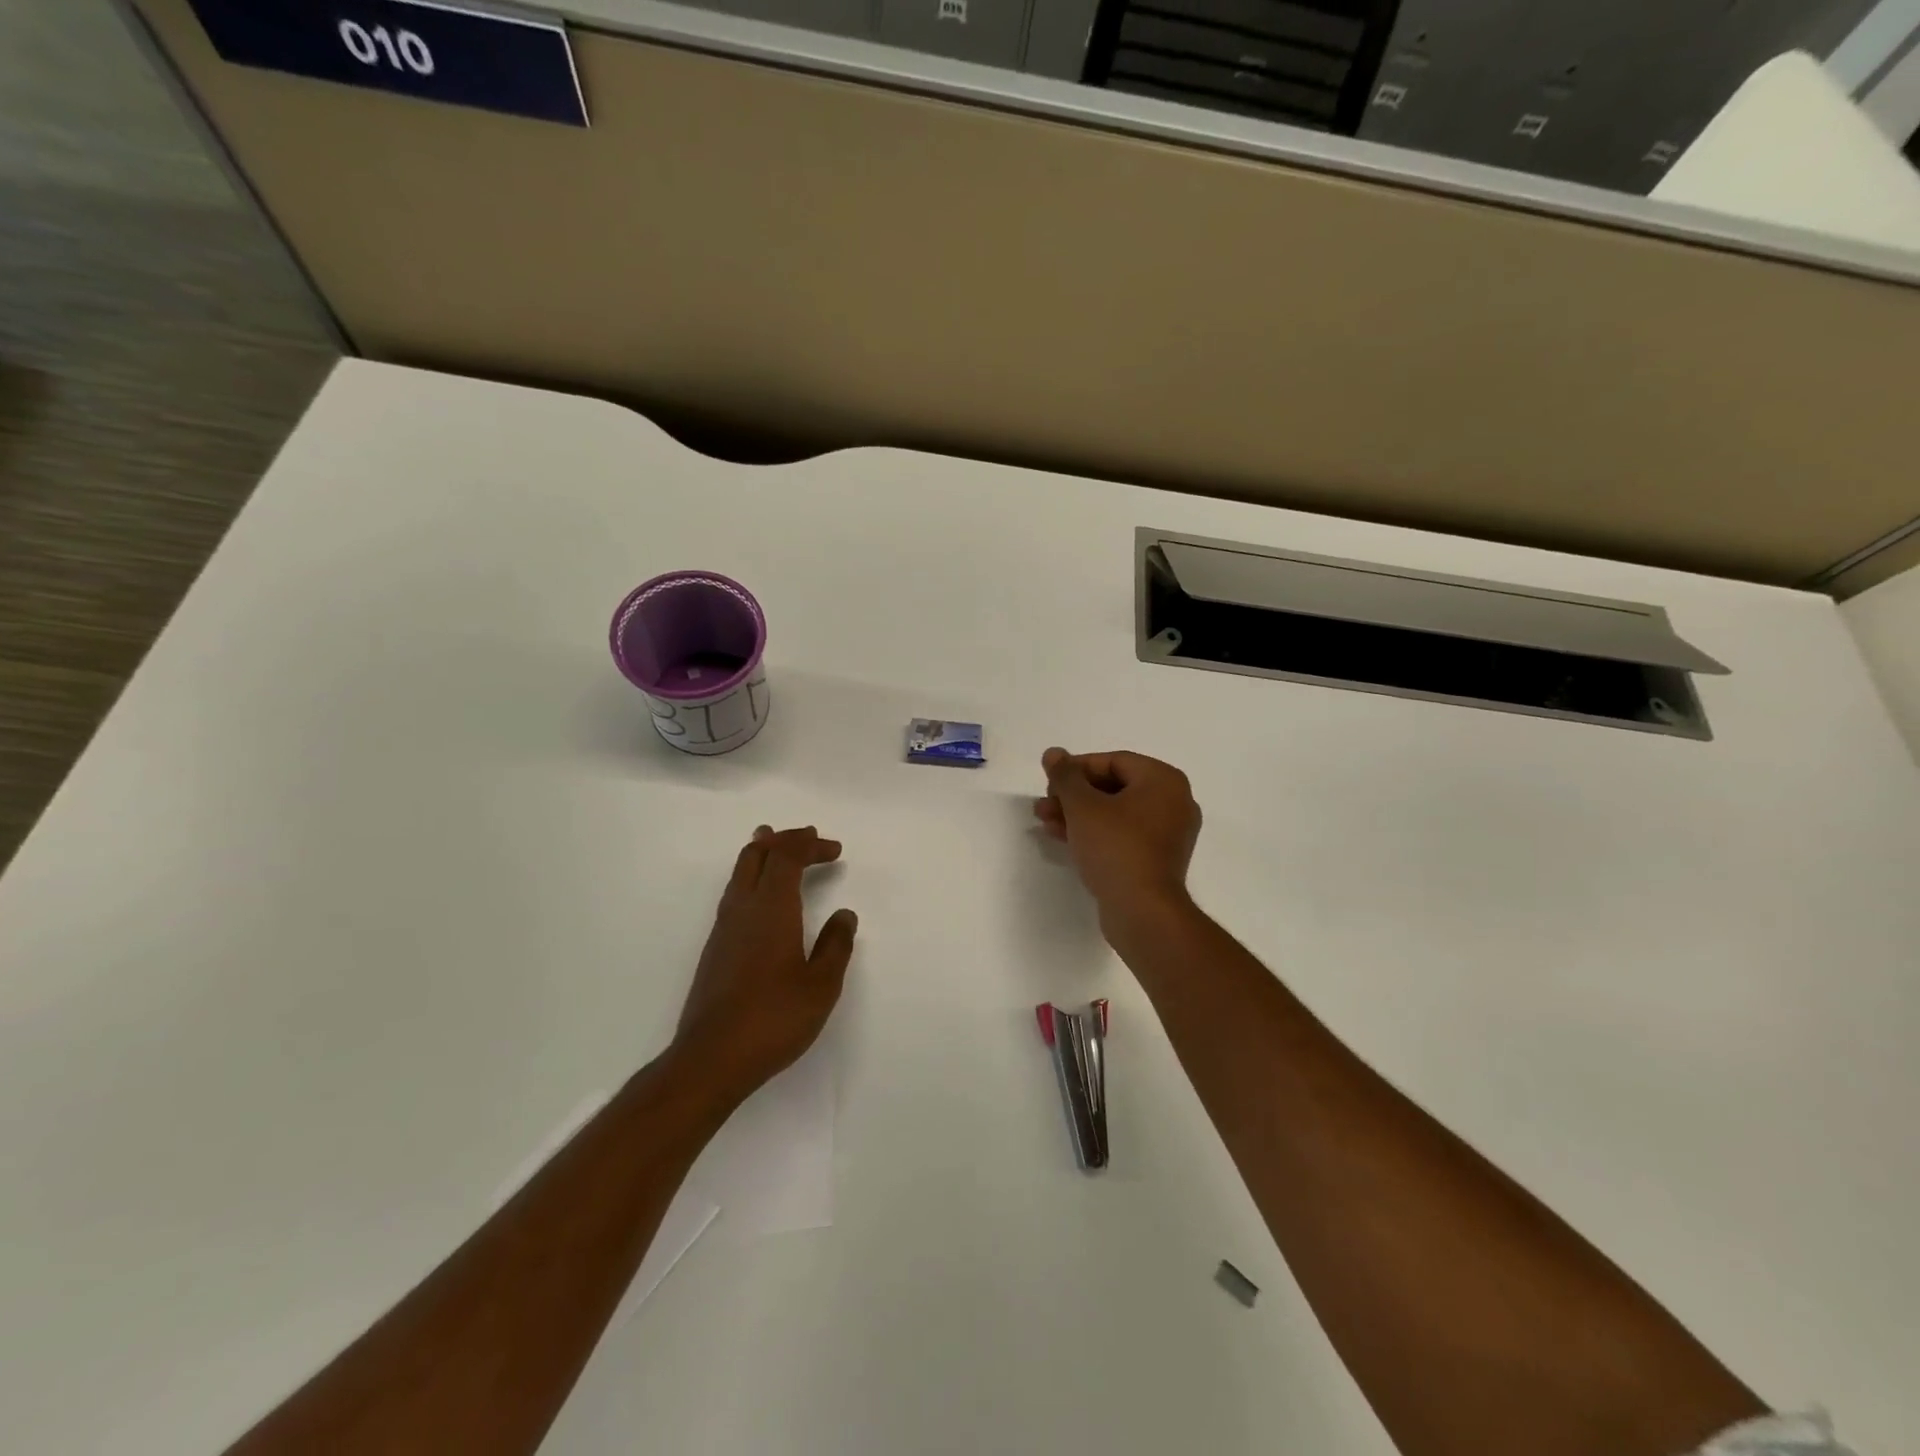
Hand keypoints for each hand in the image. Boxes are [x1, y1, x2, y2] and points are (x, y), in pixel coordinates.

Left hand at [673, 826, 858, 1098]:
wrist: (711, 1059)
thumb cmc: (773, 1018)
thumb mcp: (821, 985)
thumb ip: (836, 945)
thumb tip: (844, 915)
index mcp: (771, 908)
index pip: (787, 857)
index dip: (810, 845)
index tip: (835, 850)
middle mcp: (742, 909)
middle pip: (756, 855)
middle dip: (783, 840)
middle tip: (807, 837)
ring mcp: (723, 929)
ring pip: (739, 873)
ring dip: (763, 856)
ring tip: (778, 848)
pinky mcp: (715, 949)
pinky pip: (734, 895)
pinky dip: (754, 880)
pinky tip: (764, 900)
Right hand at [1034, 748, 1201, 924]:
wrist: (1142, 911)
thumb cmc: (1116, 847)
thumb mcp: (1083, 806)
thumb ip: (1065, 776)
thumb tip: (1053, 753)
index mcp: (1164, 780)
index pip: (1113, 761)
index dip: (1076, 768)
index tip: (1048, 781)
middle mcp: (1174, 802)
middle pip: (1114, 787)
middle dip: (1073, 795)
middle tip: (1044, 804)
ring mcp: (1168, 834)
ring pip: (1115, 813)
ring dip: (1078, 814)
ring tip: (1045, 821)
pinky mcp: (1157, 860)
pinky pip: (1123, 835)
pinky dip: (1095, 833)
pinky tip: (1064, 838)